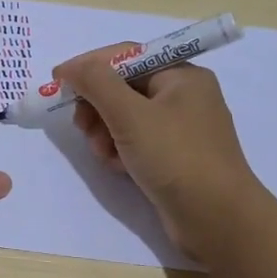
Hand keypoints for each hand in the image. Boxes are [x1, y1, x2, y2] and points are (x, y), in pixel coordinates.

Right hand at [59, 49, 261, 262]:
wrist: (218, 220)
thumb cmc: (175, 157)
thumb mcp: (130, 115)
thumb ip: (96, 83)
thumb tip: (70, 67)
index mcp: (181, 75)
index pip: (125, 56)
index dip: (89, 66)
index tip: (58, 82)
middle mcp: (184, 96)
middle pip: (123, 87)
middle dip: (97, 106)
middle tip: (81, 126)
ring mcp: (180, 128)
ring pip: (126, 117)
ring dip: (105, 131)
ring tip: (102, 153)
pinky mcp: (175, 157)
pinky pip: (136, 141)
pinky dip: (120, 150)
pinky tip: (116, 166)